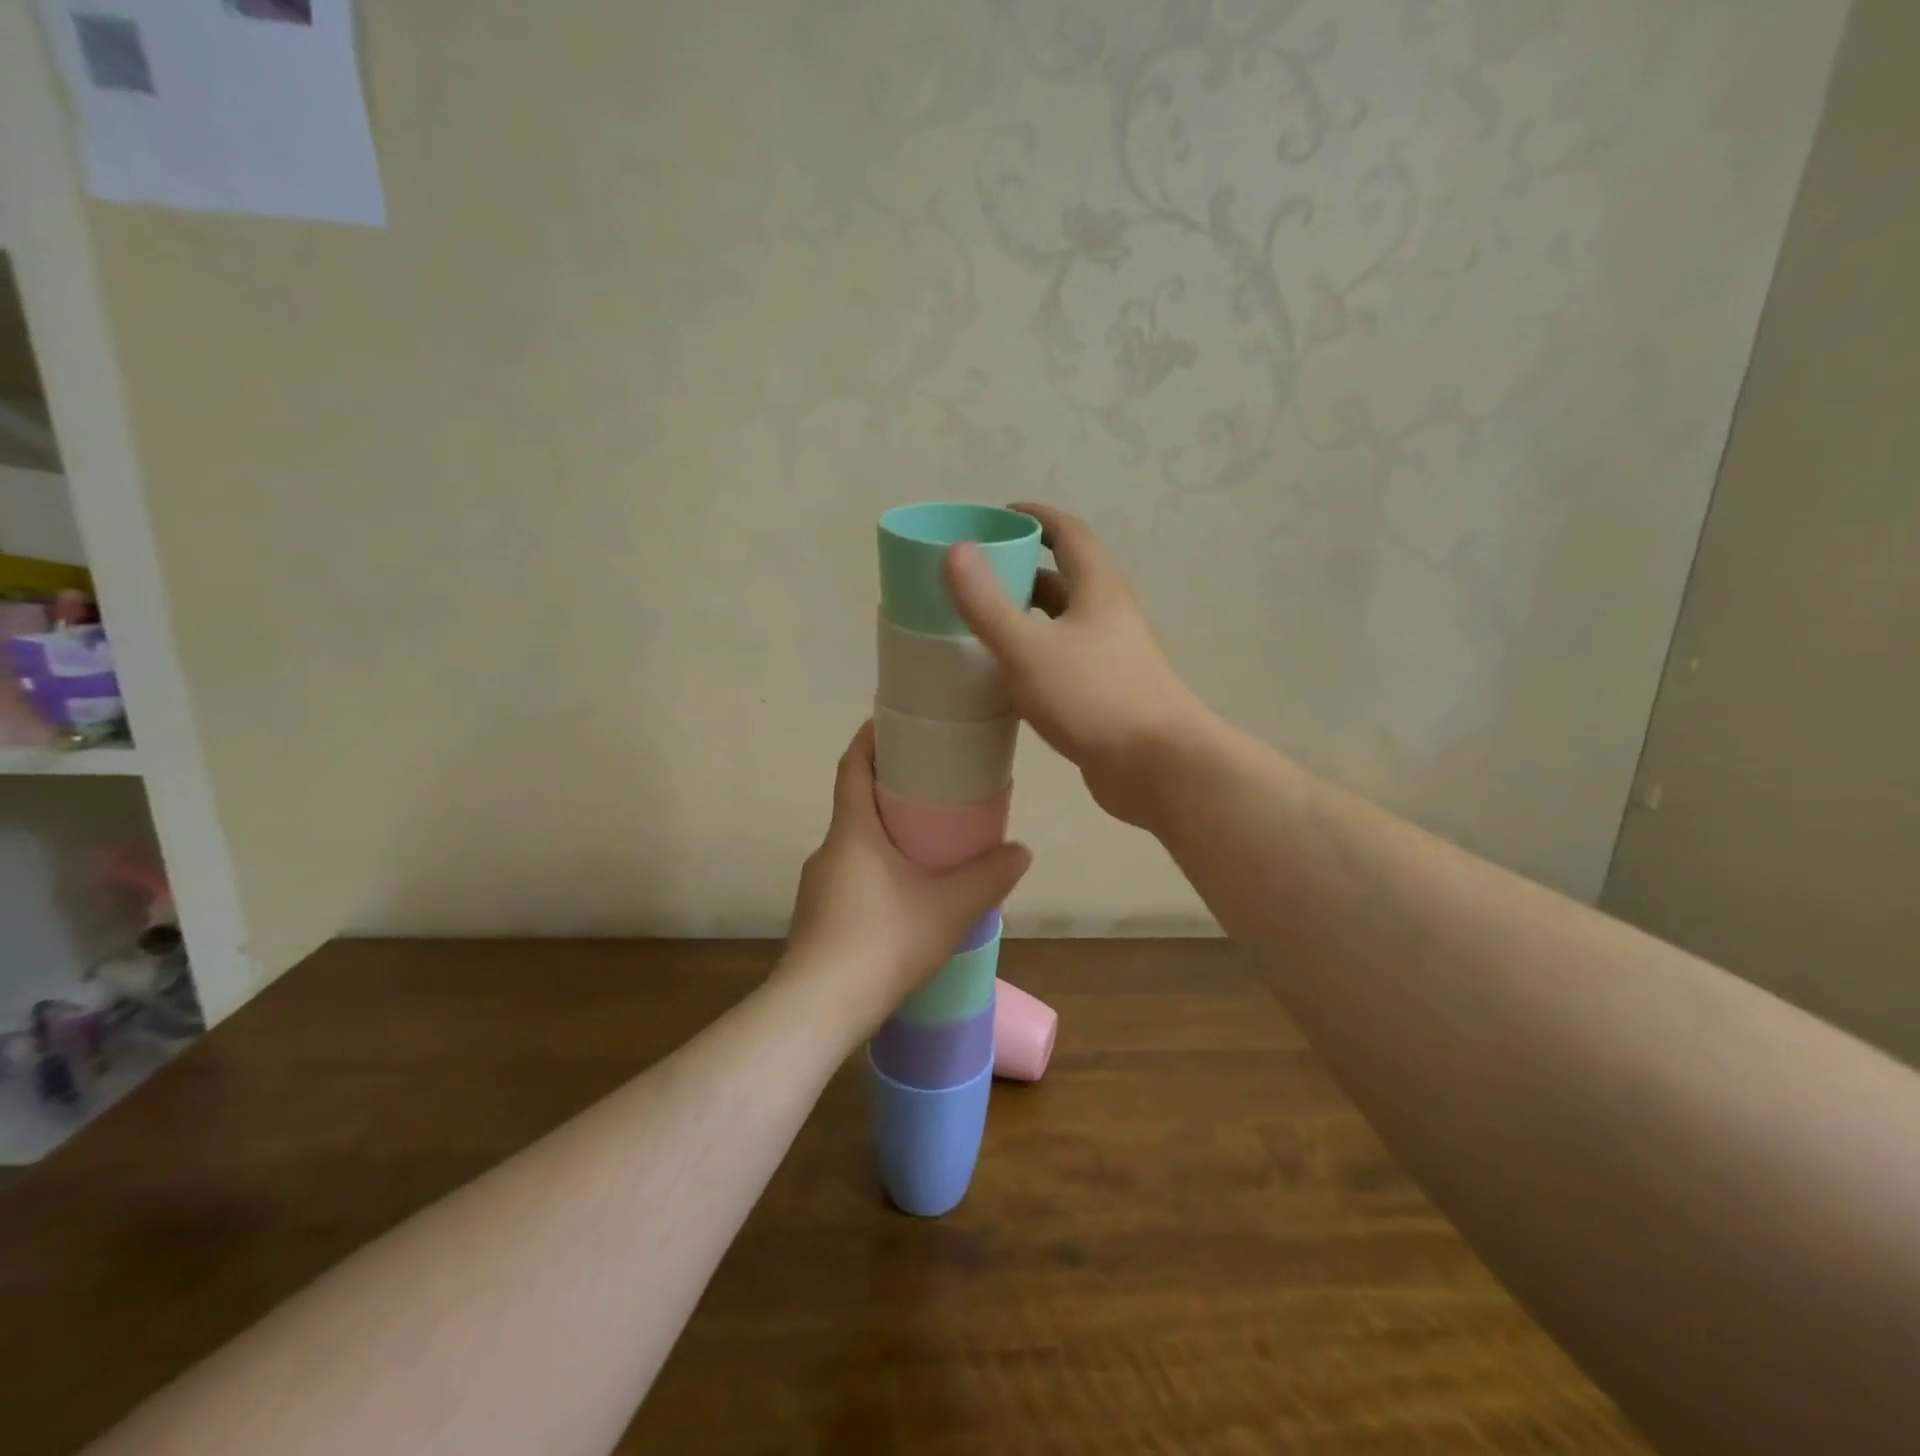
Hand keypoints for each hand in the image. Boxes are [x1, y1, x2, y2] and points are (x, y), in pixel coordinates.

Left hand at [783, 723, 1030, 1032]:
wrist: (818, 1010)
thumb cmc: (883, 942)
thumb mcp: (948, 908)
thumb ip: (988, 877)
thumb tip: (1021, 851)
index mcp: (851, 832)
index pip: (852, 767)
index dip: (869, 740)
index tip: (890, 723)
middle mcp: (827, 852)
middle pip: (854, 806)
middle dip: (888, 792)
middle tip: (930, 791)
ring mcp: (816, 888)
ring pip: (853, 847)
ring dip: (883, 838)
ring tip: (924, 849)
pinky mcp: (815, 919)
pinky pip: (849, 879)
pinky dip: (874, 873)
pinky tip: (902, 901)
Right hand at [944, 503, 1209, 828]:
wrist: (1158, 767)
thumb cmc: (1095, 698)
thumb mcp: (1030, 648)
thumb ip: (988, 604)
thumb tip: (956, 550)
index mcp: (1099, 589)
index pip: (1068, 533)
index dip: (1035, 517)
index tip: (999, 515)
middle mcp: (1109, 616)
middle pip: (1064, 579)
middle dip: (1021, 572)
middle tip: (975, 578)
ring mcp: (1111, 657)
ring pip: (1063, 625)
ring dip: (1026, 619)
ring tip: (980, 626)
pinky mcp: (1106, 694)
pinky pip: (1064, 662)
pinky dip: (1034, 658)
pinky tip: (1006, 678)